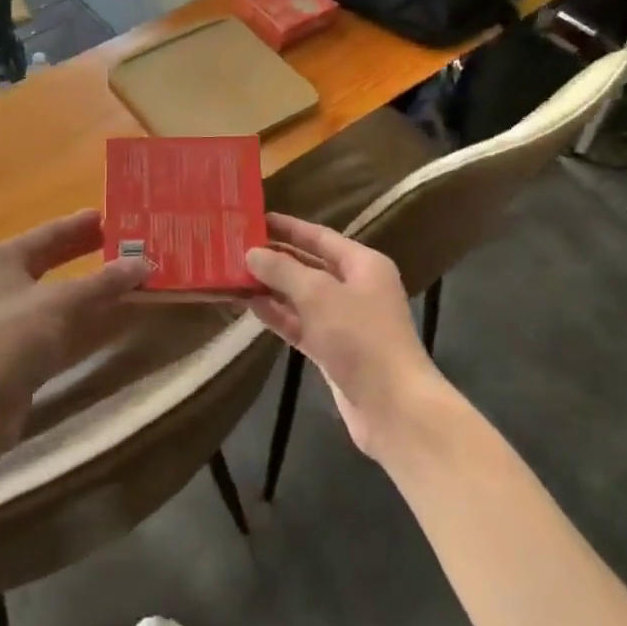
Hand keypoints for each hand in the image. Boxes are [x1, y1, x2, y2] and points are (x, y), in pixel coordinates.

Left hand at [0, 210, 150, 432]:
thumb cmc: (12, 338)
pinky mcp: (19, 349)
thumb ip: (104, 282)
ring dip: (90, 286)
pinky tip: (109, 315)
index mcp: (4, 259)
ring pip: (57, 293)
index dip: (82, 224)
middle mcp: (3, 282)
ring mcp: (9, 318)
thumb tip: (143, 263)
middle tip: (124, 244)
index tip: (114, 217)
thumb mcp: (62, 302)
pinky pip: (58, 321)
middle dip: (87, 252)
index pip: (50, 232)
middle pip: (52, 260)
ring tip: (125, 276)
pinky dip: (83, 316)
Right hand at [244, 213, 448, 459]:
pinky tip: (249, 305)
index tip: (255, 219)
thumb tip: (252, 253)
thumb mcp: (318, 294)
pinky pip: (300, 324)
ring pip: (301, 297)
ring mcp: (344, 321)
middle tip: (236, 247)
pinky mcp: (332, 350)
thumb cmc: (360, 337)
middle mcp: (356, 287)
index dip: (288, 227)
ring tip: (234, 274)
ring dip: (271, 287)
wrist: (392, 406)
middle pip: (309, 265)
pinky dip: (278, 315)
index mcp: (363, 264)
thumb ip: (283, 270)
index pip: (320, 236)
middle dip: (275, 257)